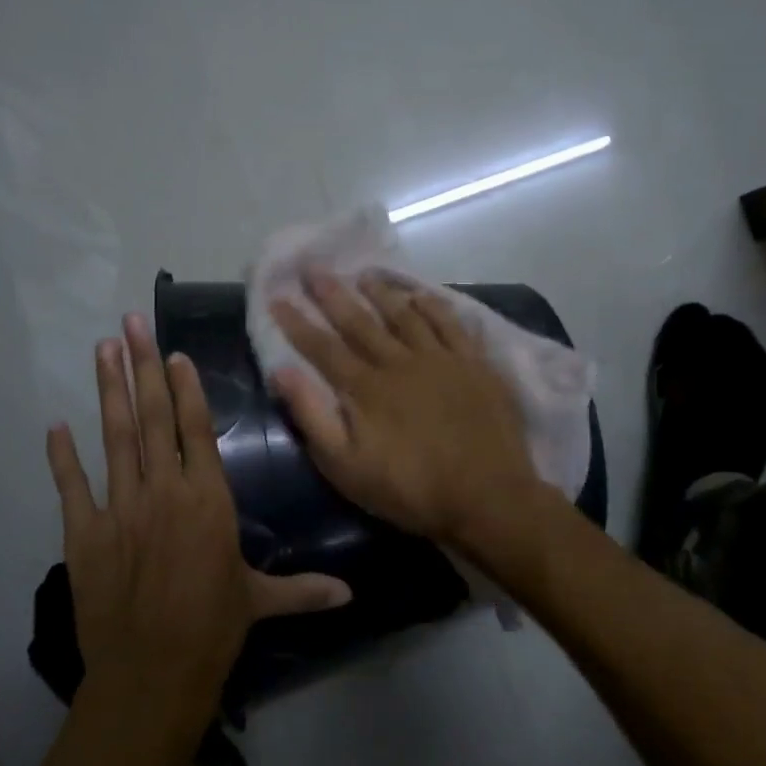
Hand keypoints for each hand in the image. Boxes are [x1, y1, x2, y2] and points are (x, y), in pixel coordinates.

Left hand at [46, 314, 351, 720]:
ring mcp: (119, 508)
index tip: (175, 353)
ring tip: (102, 349)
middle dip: (142, 367)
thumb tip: (352, 596)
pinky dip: (62, 456)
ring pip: (114, 437)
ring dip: (108, 391)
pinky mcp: (84, 534)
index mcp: (208, 499)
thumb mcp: (260, 602)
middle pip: (151, 417)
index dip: (184, 387)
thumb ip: (303, 590)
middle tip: (131, 323)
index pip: (194, 429)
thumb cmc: (212, 631)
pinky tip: (56, 426)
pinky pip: (71, 486)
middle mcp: (163, 490)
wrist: (151, 675)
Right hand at [270, 270, 541, 551]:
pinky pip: (450, 324)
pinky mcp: (474, 364)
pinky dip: (434, 306)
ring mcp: (440, 359)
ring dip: (381, 292)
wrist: (487, 497)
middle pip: (360, 321)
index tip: (278, 297)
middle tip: (313, 268)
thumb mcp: (347, 467)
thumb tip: (283, 372)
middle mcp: (399, 362)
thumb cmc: (411, 489)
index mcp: (366, 388)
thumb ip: (313, 417)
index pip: (323, 347)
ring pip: (404, 315)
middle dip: (333, 294)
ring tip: (363, 274)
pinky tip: (422, 295)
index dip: (298, 322)